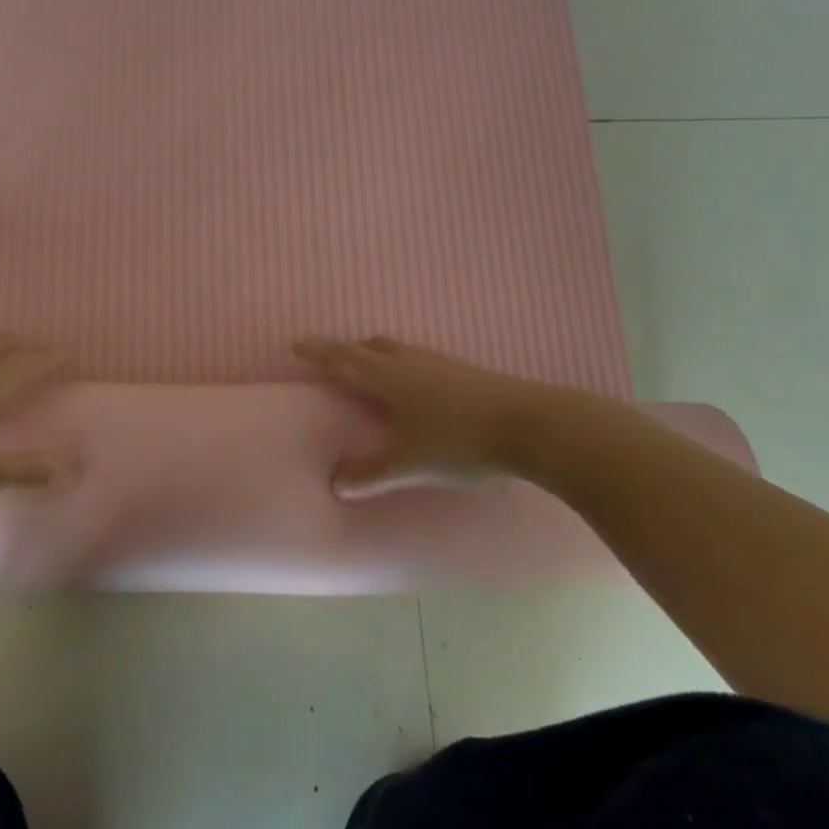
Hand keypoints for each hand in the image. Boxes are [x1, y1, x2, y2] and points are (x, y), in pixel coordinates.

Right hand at [295, 336, 551, 493]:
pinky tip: (418, 393)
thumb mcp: (407, 464)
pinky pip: (421, 362)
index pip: (343, 358)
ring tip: (374, 377)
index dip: (318, 351)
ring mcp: (441, 364)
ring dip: (378, 357)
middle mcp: (410, 362)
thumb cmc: (458, 441)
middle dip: (349, 352)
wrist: (531, 425)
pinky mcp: (465, 373)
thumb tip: (334, 484)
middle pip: (371, 347)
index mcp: (388, 377)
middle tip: (336, 364)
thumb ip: (369, 474)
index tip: (297, 344)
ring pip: (399, 351)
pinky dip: (405, 368)